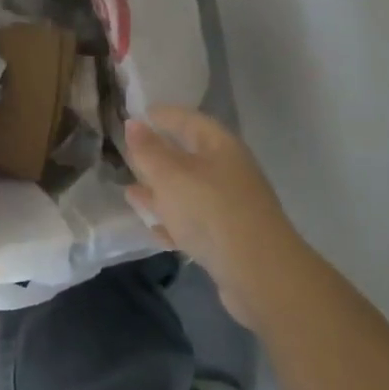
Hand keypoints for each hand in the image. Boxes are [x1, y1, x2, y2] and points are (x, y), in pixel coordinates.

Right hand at [125, 107, 287, 324]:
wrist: (259, 275)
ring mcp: (230, 207)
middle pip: (189, 156)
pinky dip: (172, 220)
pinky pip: (193, 222)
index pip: (188, 120)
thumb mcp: (170, 176)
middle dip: (159, 155)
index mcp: (220, 147)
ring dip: (160, 191)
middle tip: (128, 153)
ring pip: (189, 191)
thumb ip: (148, 150)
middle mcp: (228, 172)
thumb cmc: (210, 211)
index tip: (136, 114)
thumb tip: (133, 124)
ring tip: (130, 191)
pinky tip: (152, 226)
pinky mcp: (228, 239)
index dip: (163, 115)